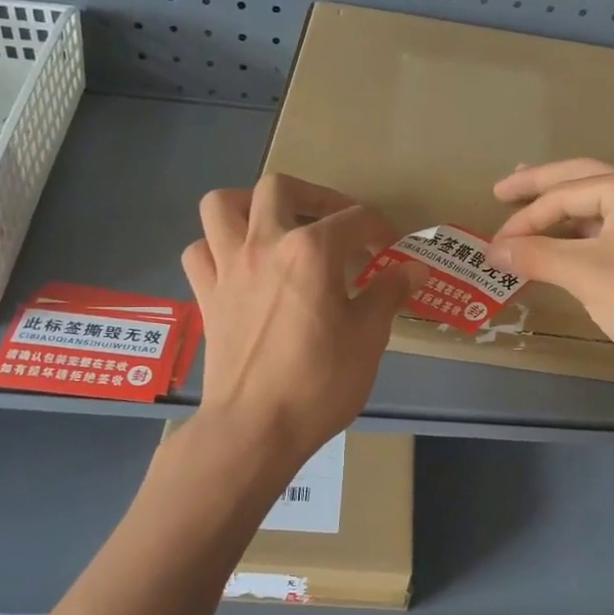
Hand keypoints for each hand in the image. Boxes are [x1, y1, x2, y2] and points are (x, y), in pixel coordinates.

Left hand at [182, 174, 422, 458]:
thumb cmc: (320, 382)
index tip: (390, 247)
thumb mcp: (368, 337)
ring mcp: (228, 267)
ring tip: (275, 227)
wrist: (256, 426)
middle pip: (280, 188)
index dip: (379, 227)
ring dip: (250, 206)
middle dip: (313, 196)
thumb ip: (388, 293)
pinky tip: (239, 265)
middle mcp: (265, 244)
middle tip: (334, 222)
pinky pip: (200, 251)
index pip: (354, 219)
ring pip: (222, 205)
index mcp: (311, 251)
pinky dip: (217, 248)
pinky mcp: (206, 294)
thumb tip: (413, 268)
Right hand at [490, 159, 613, 386]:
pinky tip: (565, 239)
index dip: (524, 219)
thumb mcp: (586, 276)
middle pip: (583, 179)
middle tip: (501, 191)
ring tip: (528, 208)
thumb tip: (492, 250)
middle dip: (540, 186)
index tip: (493, 246)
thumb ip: (535, 255)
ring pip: (600, 202)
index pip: (564, 195)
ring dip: (562, 208)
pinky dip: (584, 230)